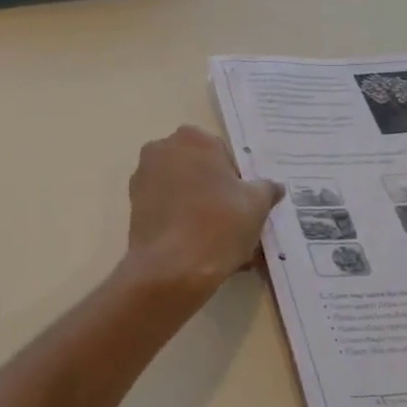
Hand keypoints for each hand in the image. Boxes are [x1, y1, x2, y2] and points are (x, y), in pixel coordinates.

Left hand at [122, 126, 283, 298]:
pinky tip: (195, 247)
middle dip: (215, 192)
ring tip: (217, 242)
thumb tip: (274, 186)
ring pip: (182, 190)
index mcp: (193, 138)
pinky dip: (180, 220)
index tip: (242, 206)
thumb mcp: (256, 205)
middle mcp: (163, 148)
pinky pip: (166, 207)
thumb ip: (266, 188)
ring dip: (198, 207)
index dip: (236, 182)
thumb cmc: (219, 225)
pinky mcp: (133, 203)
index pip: (223, 156)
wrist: (171, 267)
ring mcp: (143, 175)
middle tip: (232, 223)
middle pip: (199, 170)